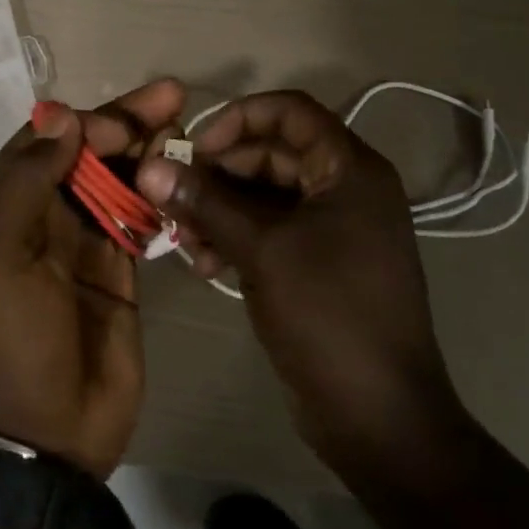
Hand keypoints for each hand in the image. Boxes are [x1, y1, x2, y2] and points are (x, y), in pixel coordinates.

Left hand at [0, 77, 185, 479]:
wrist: (43, 439)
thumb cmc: (9, 341)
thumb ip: (25, 182)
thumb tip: (61, 117)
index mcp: (3, 209)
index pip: (44, 142)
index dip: (83, 123)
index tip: (123, 122)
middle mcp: (40, 218)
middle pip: (85, 154)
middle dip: (124, 124)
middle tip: (172, 98)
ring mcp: (81, 244)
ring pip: (115, 180)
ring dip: (145, 151)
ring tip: (183, 127)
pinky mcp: (119, 271)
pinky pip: (138, 218)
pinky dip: (157, 193)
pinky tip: (182, 174)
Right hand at [136, 90, 466, 472]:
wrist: (379, 417)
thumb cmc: (328, 315)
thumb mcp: (262, 250)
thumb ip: (205, 202)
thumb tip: (149, 166)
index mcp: (350, 169)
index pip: (290, 111)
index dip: (239, 118)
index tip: (196, 148)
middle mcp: (346, 188)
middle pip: (272, 153)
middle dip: (219, 173)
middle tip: (175, 198)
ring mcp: (334, 228)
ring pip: (265, 194)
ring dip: (221, 209)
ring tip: (184, 238)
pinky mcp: (319, 262)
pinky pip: (271, 230)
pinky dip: (237, 237)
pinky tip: (205, 263)